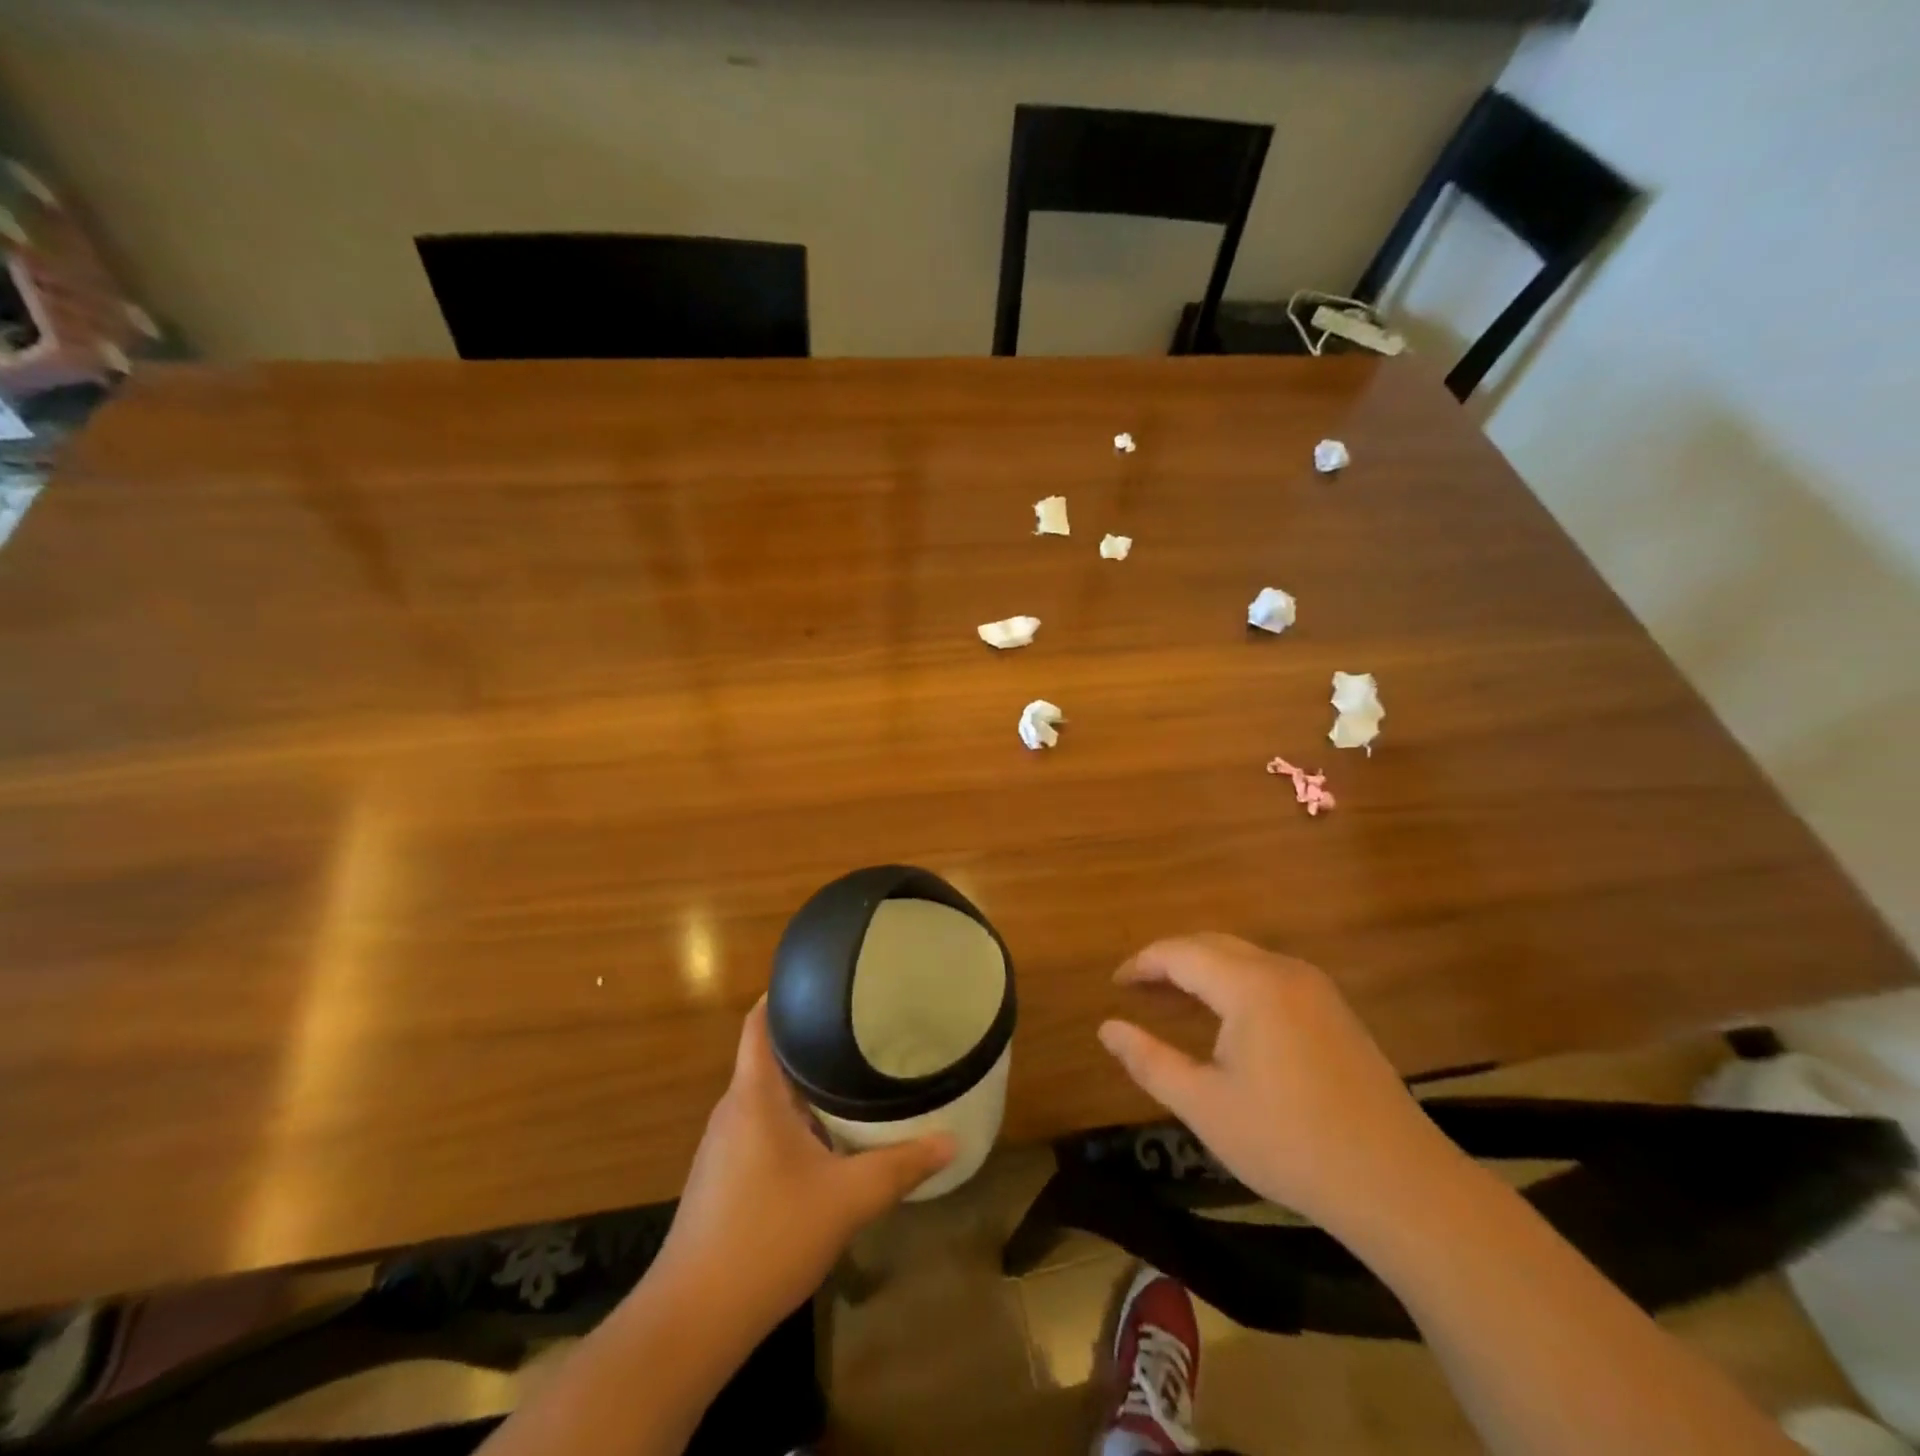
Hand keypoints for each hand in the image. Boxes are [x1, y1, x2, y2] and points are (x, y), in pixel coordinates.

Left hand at [654, 999, 954, 1337]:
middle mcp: (734, 1109)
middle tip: (861, 1027)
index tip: (826, 979)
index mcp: (754, 1094)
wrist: (692, 1320)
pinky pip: (762, 1127)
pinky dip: (794, 1119)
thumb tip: (952, 1141)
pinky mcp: (723, 1177)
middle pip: (770, 1055)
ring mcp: (724, 1145)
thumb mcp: (846, 1200)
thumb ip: (900, 1166)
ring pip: (768, 1096)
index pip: (759, 1021)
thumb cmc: (767, 1238)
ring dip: (805, 1085)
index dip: (785, 994)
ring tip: (853, 1075)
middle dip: (812, 1040)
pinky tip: (827, 1138)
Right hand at [1098, 934, 1461, 1234]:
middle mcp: (1283, 971)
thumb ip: (1149, 1061)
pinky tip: (1225, 1020)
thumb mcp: (1205, 1106)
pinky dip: (1234, 985)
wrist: (1399, 1184)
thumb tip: (1107, 1028)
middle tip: (1137, 991)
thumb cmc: (1290, 1143)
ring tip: (1171, 1003)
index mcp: (1250, 985)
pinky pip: (1269, 977)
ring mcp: (1316, 988)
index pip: (1180, 953)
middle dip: (1170, 962)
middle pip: (1212, 946)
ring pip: (1243, 959)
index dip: (1142, 964)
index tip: (1115, 985)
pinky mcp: (1335, 1011)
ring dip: (1203, 972)